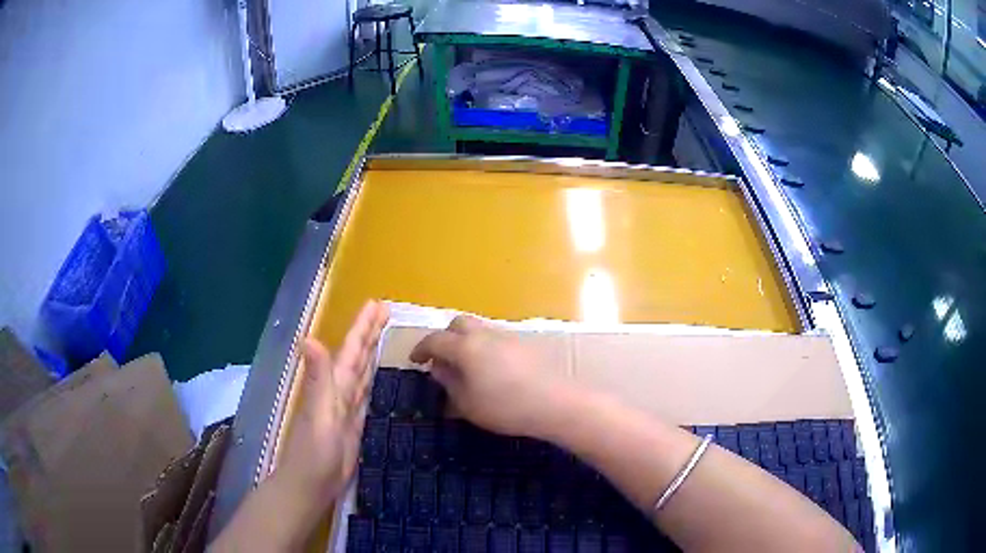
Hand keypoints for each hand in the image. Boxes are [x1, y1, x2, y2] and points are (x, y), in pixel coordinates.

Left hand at [274, 300, 388, 509]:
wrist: (311, 484)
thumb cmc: (314, 452)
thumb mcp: (318, 413)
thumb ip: (318, 379)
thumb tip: (308, 338)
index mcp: (334, 385)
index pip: (351, 350)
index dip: (363, 327)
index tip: (378, 305)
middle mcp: (340, 391)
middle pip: (358, 356)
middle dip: (370, 333)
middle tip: (385, 310)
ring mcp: (347, 408)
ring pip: (362, 372)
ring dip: (372, 352)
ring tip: (383, 334)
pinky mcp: (354, 425)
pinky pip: (366, 395)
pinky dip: (371, 381)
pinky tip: (376, 377)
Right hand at [409, 315, 576, 437]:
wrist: (555, 403)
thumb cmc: (505, 407)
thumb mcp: (467, 403)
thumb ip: (449, 382)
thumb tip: (439, 367)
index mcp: (465, 347)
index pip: (435, 340)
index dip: (421, 349)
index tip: (415, 360)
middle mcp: (485, 334)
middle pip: (458, 324)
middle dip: (445, 337)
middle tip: (441, 358)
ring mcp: (508, 336)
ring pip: (480, 329)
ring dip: (466, 341)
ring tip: (466, 365)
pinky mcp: (526, 344)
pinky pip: (496, 338)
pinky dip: (485, 347)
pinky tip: (491, 368)